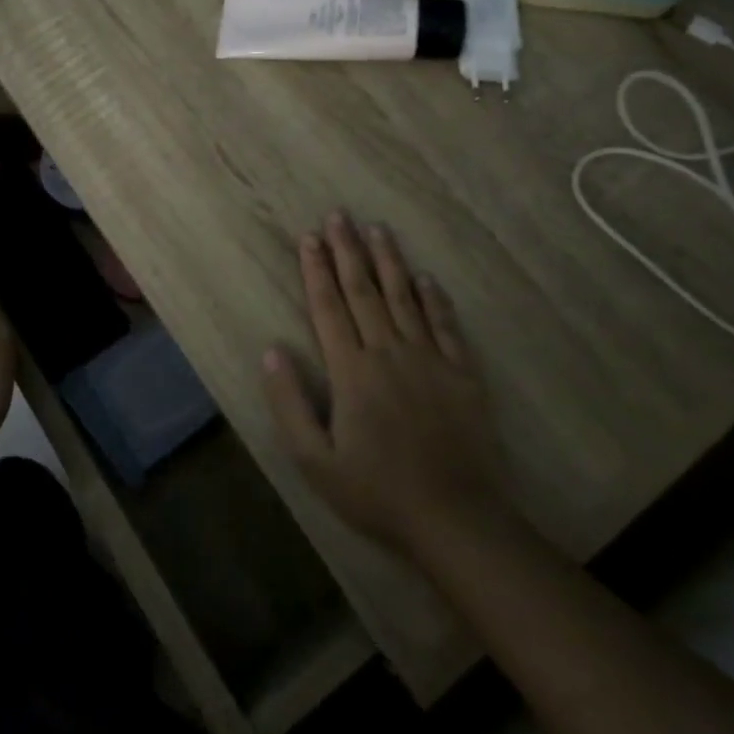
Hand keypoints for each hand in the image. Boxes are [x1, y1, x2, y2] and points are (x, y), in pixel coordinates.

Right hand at [261, 211, 507, 553]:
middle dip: (349, 250)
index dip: (316, 270)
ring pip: (404, 298)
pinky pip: (445, 325)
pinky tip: (426, 277)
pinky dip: (434, 298)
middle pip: (364, 291)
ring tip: (378, 229)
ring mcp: (430, 360)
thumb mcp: (315, 461)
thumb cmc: (377, 493)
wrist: (457, 518)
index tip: (309, 237)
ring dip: (389, 261)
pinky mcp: (462, 374)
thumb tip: (271, 352)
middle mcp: (389, 353)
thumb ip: (289, 404)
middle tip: (340, 215)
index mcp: (352, 371)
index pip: (329, 308)